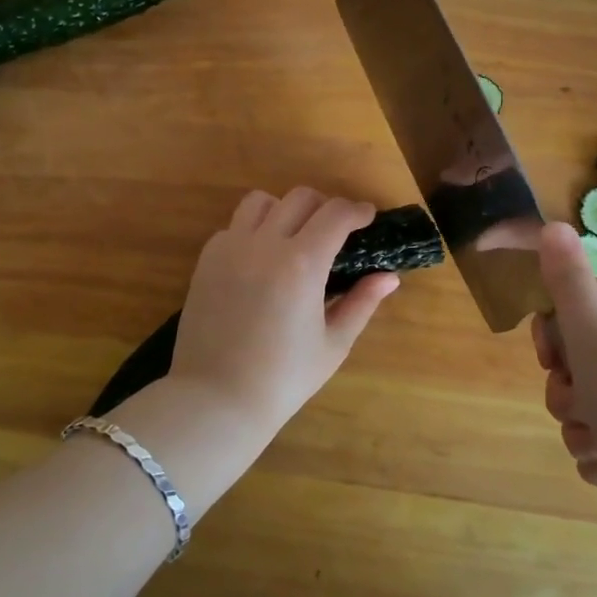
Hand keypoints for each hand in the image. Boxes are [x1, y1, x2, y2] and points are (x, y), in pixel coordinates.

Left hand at [168, 188, 398, 431]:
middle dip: (325, 206)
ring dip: (285, 209)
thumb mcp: (333, 344)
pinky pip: (234, 226)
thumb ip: (362, 303)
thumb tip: (389, 277)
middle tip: (335, 231)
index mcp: (302, 263)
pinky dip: (254, 230)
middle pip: (300, 197)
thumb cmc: (283, 378)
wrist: (216, 399)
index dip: (357, 210)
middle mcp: (265, 244)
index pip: (336, 214)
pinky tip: (261, 259)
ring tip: (294, 235)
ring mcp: (231, 248)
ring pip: (261, 201)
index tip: (367, 218)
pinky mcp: (207, 259)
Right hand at [531, 221, 596, 506]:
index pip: (571, 304)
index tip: (554, 364)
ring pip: (591, 398)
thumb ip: (568, 283)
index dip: (553, 337)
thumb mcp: (594, 339)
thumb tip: (552, 224)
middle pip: (578, 355)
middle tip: (583, 408)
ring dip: (583, 426)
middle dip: (568, 391)